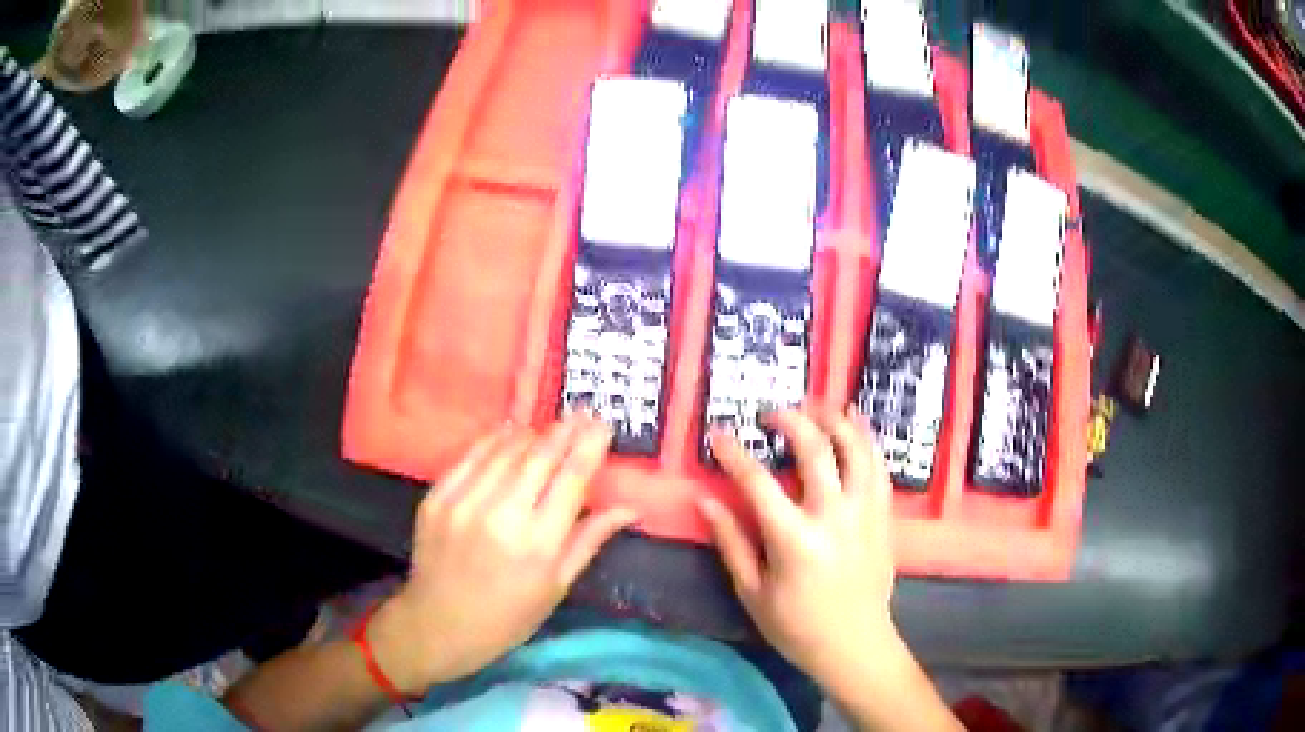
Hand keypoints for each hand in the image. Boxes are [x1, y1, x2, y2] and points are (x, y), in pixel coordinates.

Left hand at [370, 413, 636, 694]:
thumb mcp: (557, 586)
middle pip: (540, 456)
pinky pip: (470, 456)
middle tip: (582, 412)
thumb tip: (630, 509)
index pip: (572, 479)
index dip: (590, 445)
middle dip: (565, 430)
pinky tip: (510, 432)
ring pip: (505, 451)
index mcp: (538, 544)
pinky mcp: (437, 498)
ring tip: (550, 426)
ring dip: (532, 433)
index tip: (604, 423)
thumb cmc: (509, 616)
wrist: (439, 624)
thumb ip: (590, 539)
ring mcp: (463, 503)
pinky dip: (494, 440)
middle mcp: (501, 516)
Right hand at [698, 407, 897, 682]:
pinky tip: (854, 425)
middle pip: (814, 449)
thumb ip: (731, 542)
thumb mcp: (753, 592)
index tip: (718, 433)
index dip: (734, 453)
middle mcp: (834, 516)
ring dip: (835, 420)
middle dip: (790, 420)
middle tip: (771, 413)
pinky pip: (878, 466)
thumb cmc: (797, 626)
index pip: (758, 482)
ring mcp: (865, 513)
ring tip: (815, 405)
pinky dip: (866, 439)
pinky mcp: (883, 516)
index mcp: (794, 540)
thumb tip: (704, 500)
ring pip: (856, 448)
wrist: (855, 644)